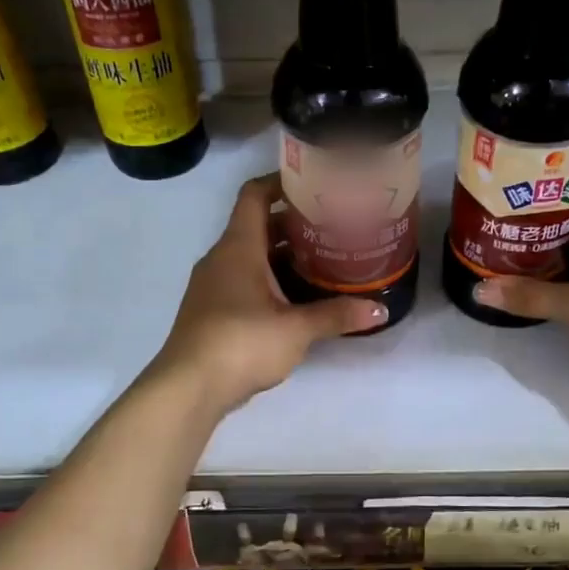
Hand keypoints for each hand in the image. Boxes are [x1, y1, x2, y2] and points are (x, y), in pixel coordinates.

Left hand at [150, 174, 385, 413]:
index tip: (315, 184)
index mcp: (238, 247)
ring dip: (284, 255)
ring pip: (252, 256)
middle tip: (334, 226)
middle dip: (295, 224)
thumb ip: (337, 315)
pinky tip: (298, 298)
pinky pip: (245, 281)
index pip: (255, 194)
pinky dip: (271, 280)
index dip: (281, 182)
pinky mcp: (213, 311)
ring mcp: (214, 285)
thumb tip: (380, 310)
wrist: (188, 387)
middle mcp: (222, 258)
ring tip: (324, 260)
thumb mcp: (296, 329)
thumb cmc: (241, 343)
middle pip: (258, 226)